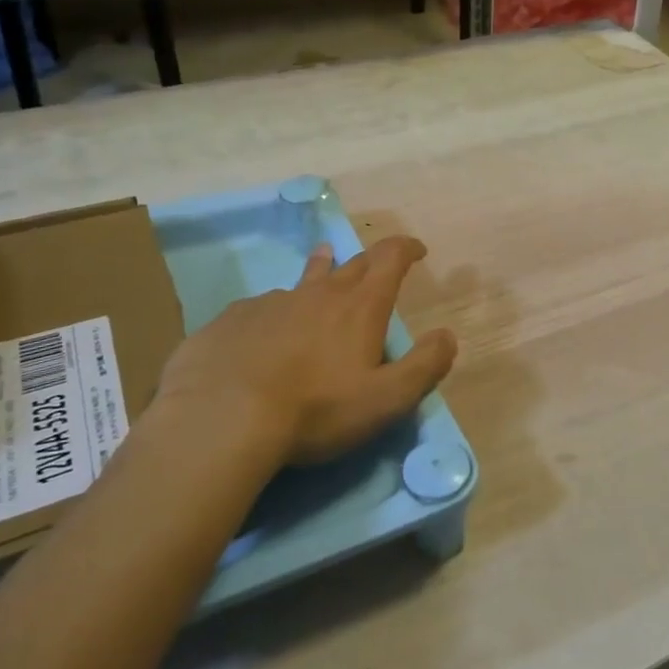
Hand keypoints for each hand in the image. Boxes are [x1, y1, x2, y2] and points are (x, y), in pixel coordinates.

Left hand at [156, 236, 456, 466]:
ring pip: (303, 280)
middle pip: (349, 264)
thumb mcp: (385, 400)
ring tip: (322, 262)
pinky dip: (276, 310)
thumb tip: (447, 337)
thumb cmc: (315, 410)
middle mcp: (317, 294)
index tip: (416, 249)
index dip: (406, 249)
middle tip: (375, 262)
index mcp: (359, 307)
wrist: (221, 420)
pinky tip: (265, 329)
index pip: (390, 259)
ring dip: (320, 271)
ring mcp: (271, 303)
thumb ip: (424, 367)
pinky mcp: (231, 320)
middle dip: (368, 260)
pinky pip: (261, 307)